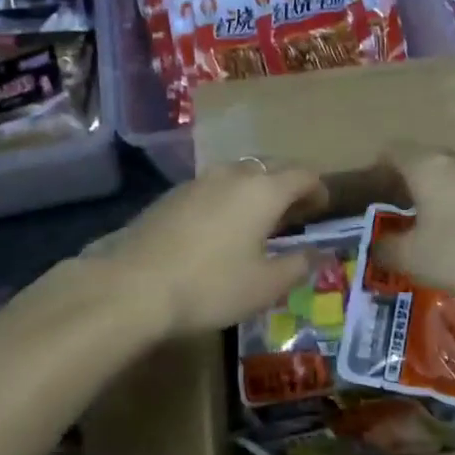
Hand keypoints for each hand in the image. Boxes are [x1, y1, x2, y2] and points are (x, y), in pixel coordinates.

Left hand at [85, 162, 326, 336]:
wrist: (133, 285)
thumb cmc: (210, 286)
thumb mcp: (264, 286)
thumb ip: (297, 265)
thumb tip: (317, 253)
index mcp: (263, 190)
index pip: (302, 175)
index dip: (317, 189)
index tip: (322, 208)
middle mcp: (233, 174)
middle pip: (270, 168)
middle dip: (287, 186)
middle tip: (294, 214)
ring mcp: (199, 181)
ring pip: (238, 175)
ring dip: (255, 191)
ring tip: (258, 220)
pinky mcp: (172, 194)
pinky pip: (213, 187)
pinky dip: (227, 199)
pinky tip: (220, 227)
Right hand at [377, 145, 454, 300]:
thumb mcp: (415, 260)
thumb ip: (388, 249)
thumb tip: (376, 245)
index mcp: (426, 166)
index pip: (393, 150)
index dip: (377, 167)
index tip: (370, 190)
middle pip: (423, 159)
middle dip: (406, 180)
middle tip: (394, 209)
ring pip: (450, 174)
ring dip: (436, 193)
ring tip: (427, 224)